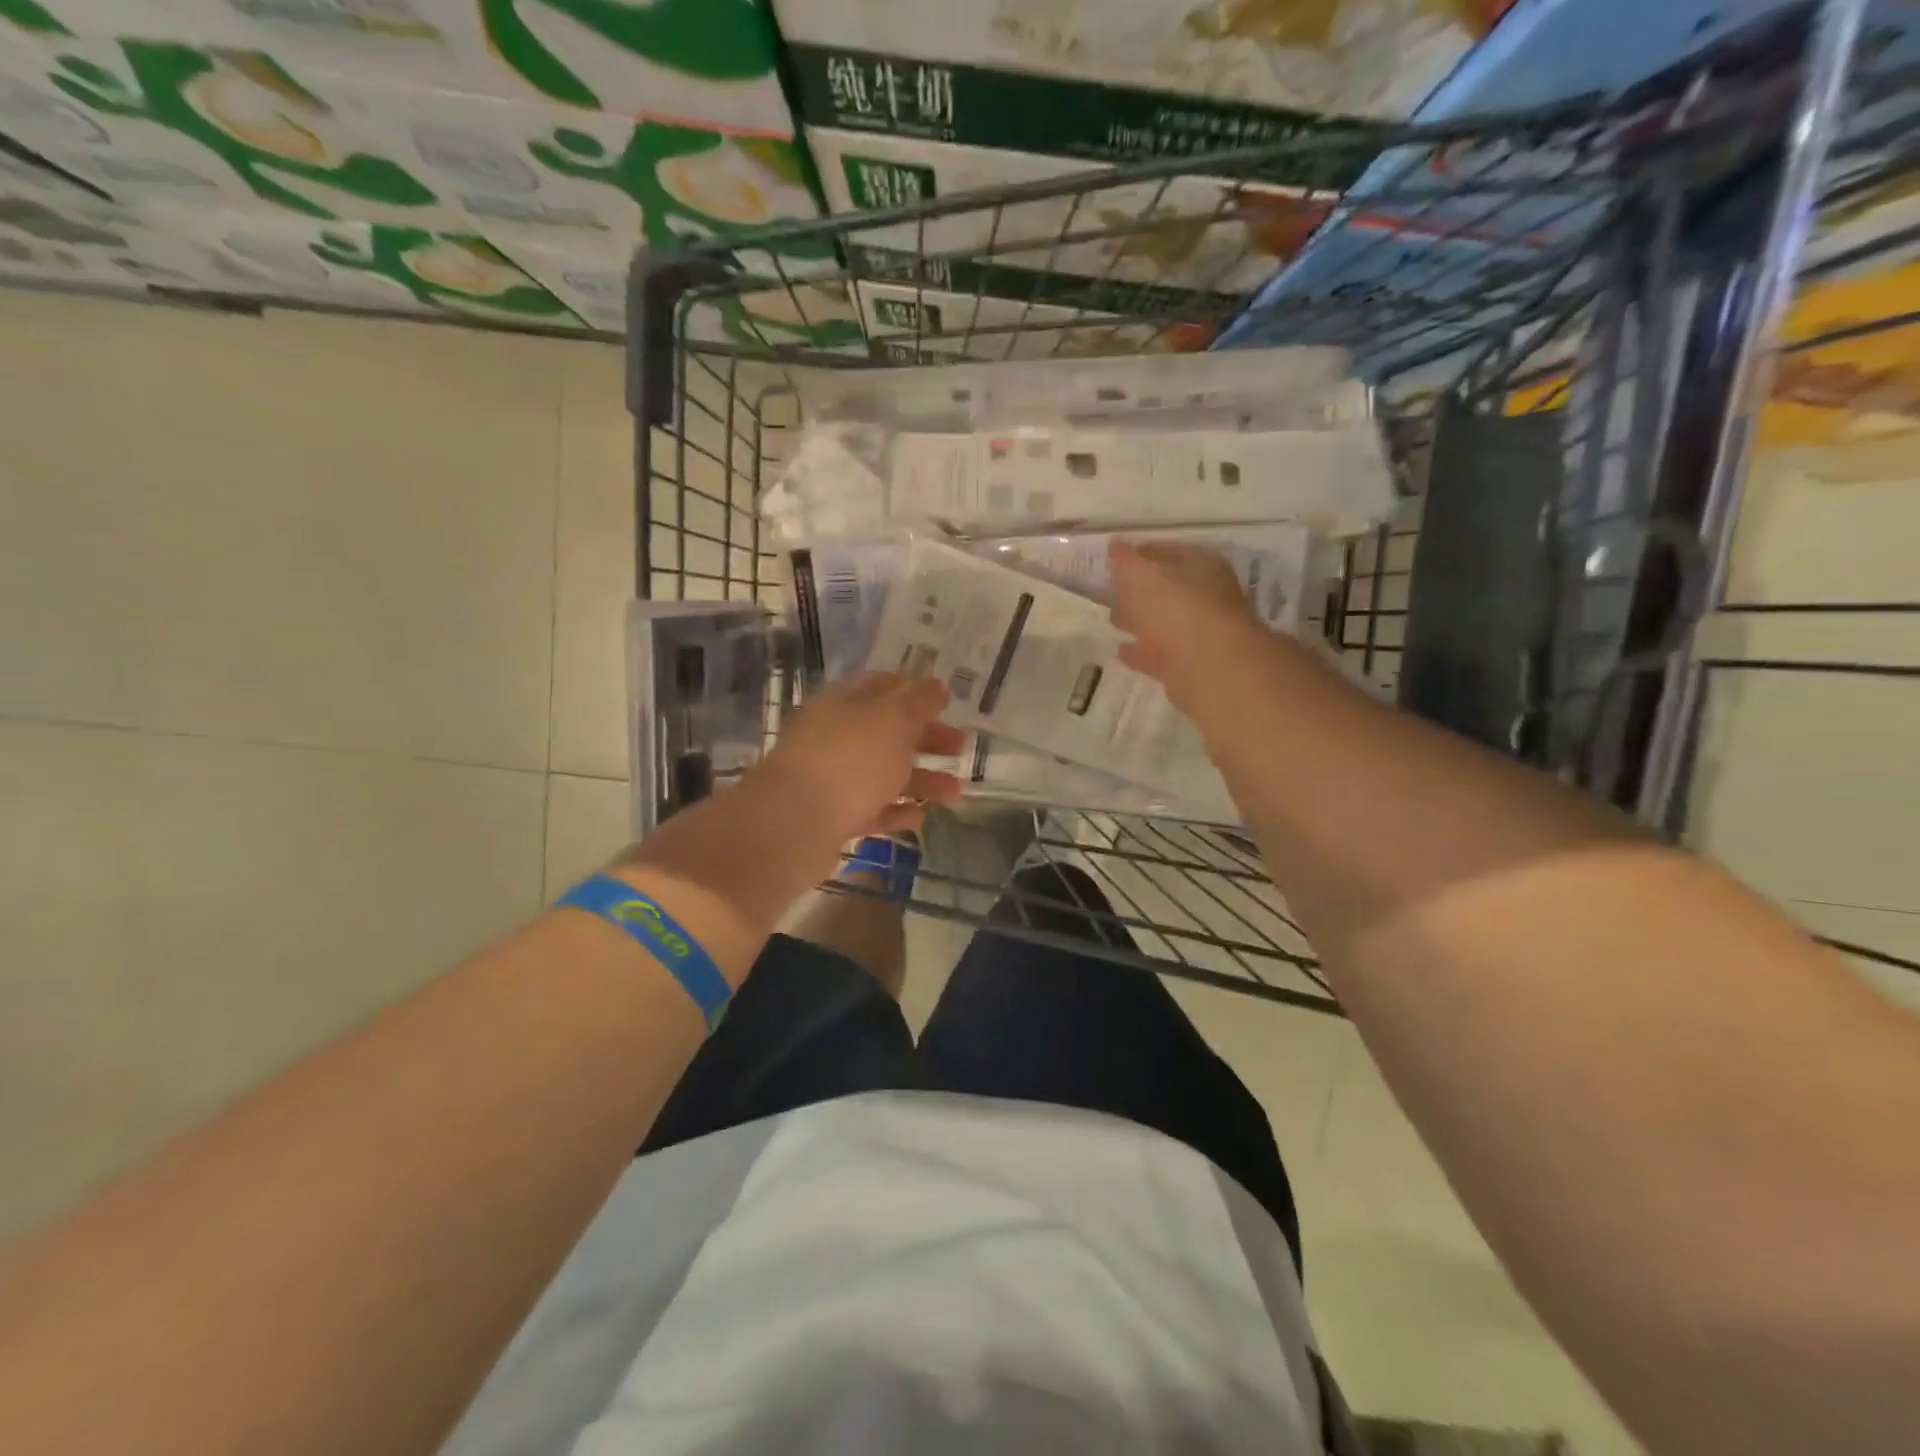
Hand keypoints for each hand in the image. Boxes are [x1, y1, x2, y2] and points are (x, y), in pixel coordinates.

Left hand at [754, 672, 965, 846]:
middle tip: (961, 746)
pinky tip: (921, 817)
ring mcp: (831, 779)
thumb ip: (919, 702)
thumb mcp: (893, 721)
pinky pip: (871, 810)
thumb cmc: (850, 759)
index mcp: (843, 704)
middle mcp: (834, 737)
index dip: (912, 690)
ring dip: (921, 780)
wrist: (795, 823)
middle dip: (926, 739)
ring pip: (883, 774)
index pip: (879, 686)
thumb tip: (936, 686)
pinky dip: (896, 811)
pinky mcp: (832, 817)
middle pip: (886, 733)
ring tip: (955, 793)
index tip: (943, 701)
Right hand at [1110, 541, 1267, 707]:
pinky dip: (1141, 651)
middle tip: (1112, 590)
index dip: (1139, 552)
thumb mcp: (1144, 575)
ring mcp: (1201, 632)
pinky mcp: (1190, 665)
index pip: (1168, 551)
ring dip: (1140, 621)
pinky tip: (1121, 650)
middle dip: (1139, 590)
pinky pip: (1159, 653)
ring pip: (1164, 622)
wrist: (1208, 665)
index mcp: (1202, 566)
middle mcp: (1207, 596)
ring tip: (1113, 620)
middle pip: (1167, 588)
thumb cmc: (1177, 608)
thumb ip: (1127, 561)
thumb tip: (1115, 546)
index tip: (1113, 558)